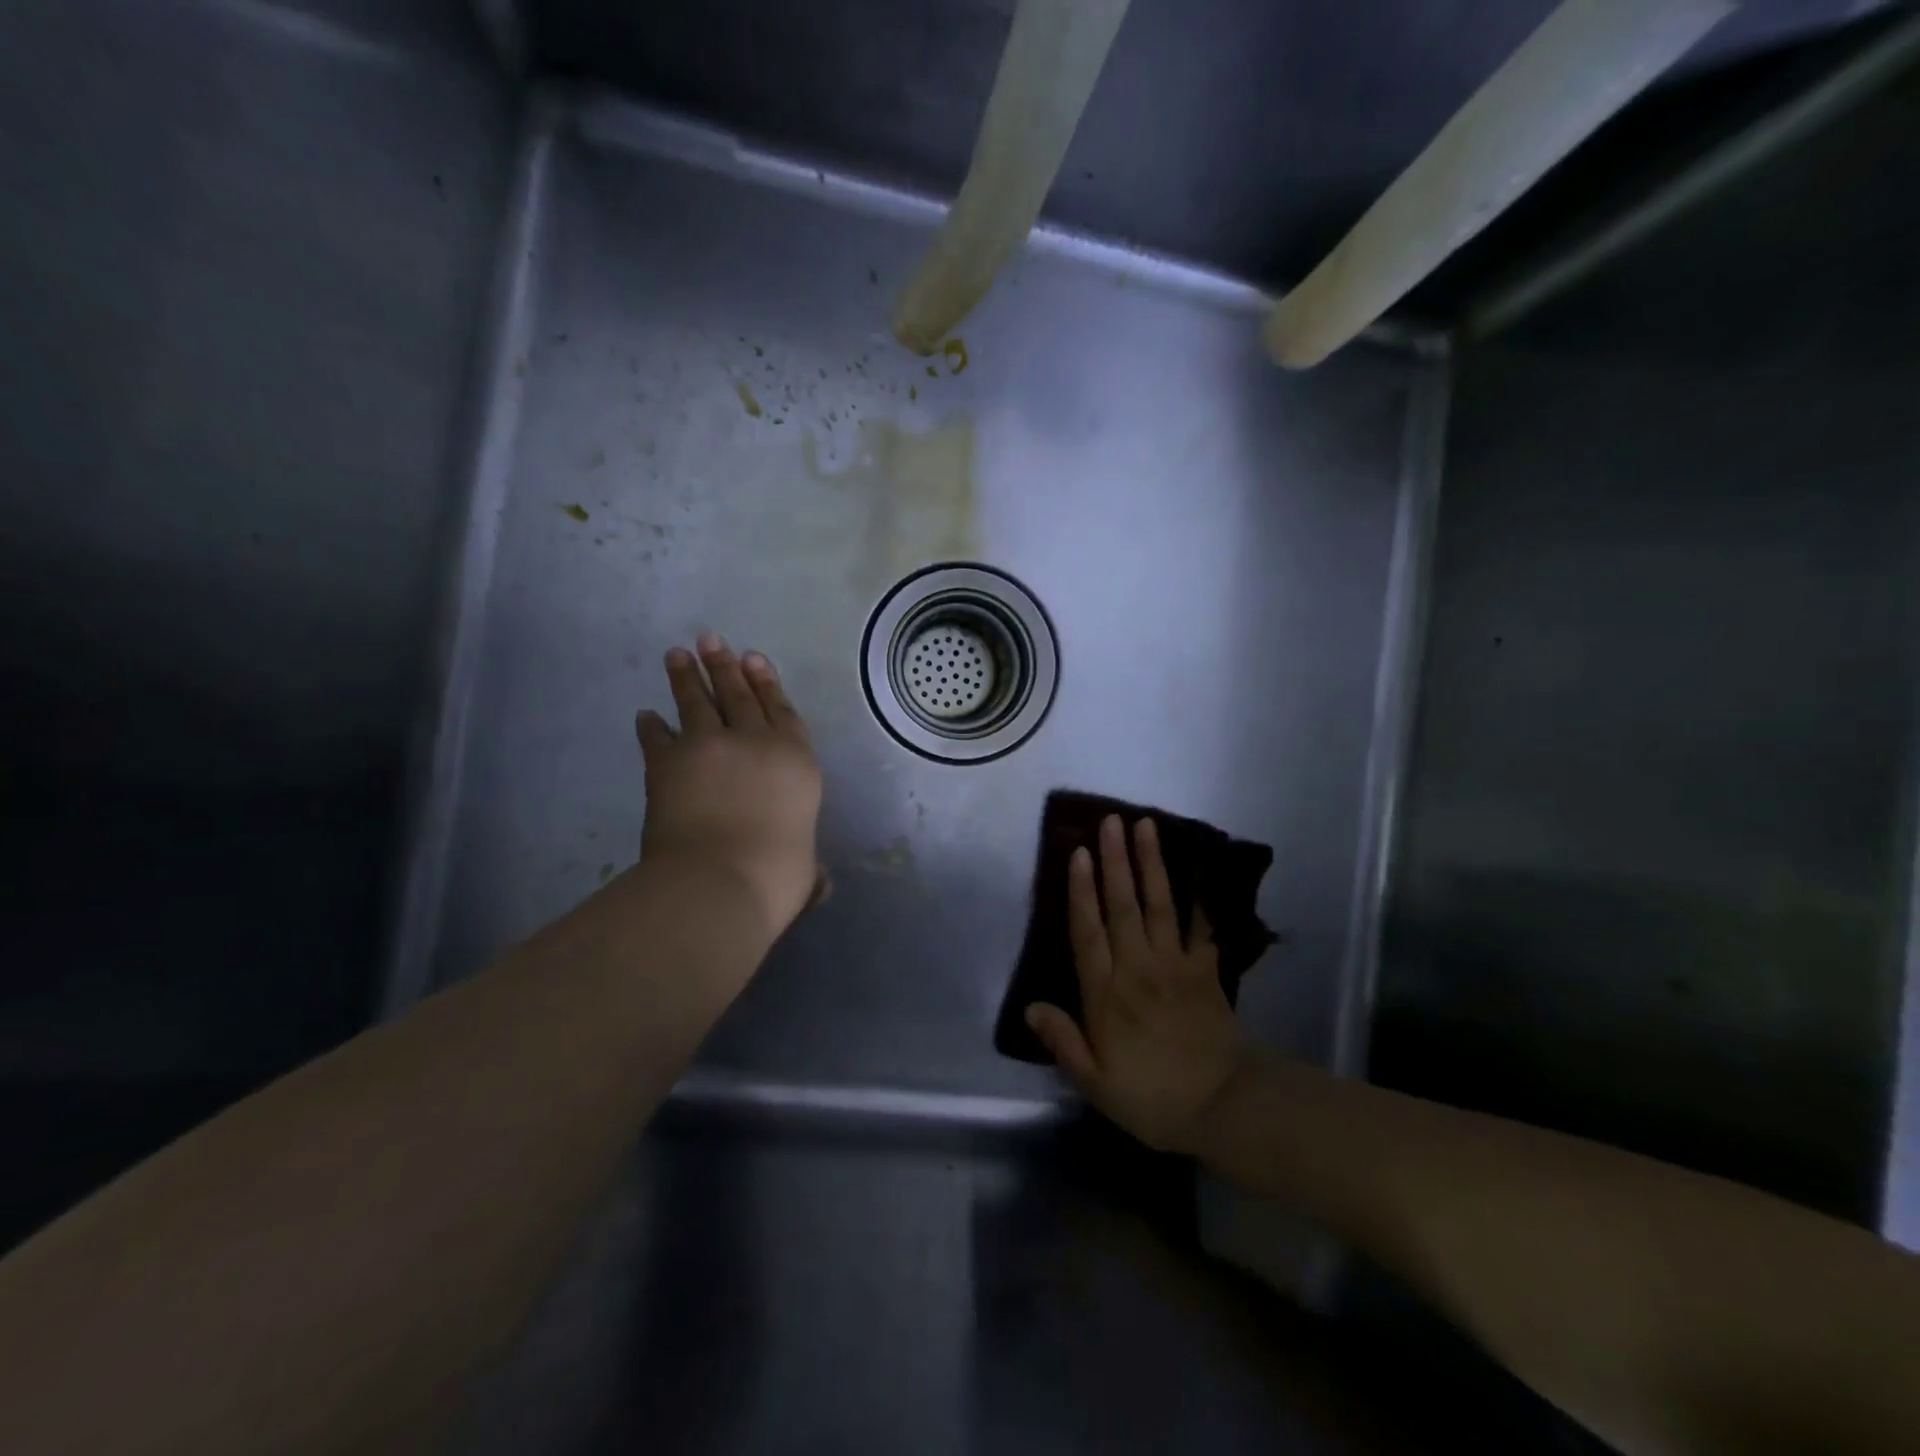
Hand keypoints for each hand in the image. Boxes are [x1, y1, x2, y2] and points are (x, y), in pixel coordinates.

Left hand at [635, 635, 823, 937]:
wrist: (717, 880)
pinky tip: (646, 715)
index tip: (754, 658)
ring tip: (678, 655)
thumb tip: (820, 884)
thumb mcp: (804, 873)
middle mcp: (755, 742)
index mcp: (796, 761)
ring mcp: (709, 746)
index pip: (782, 711)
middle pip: (739, 695)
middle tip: (711, 640)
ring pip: (697, 702)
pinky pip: (658, 736)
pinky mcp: (668, 761)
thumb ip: (810, 870)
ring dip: (686, 677)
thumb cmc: (775, 876)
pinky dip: (651, 726)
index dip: (767, 683)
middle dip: (725, 666)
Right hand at [1025, 815, 1244, 1152]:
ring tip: (1146, 826)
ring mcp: (1176, 965)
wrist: (1225, 1107)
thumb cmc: (1151, 1098)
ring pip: (1159, 905)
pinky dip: (1198, 898)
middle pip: (1122, 906)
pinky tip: (1196, 871)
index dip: (1081, 891)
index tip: (1079, 853)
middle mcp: (1138, 968)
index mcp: (1107, 994)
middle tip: (1111, 821)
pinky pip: (1200, 927)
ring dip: (1151, 864)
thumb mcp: (1095, 1083)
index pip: (1088, 932)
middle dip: (1115, 861)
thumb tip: (1030, 1007)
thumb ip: (1063, 1041)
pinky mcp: (1206, 971)